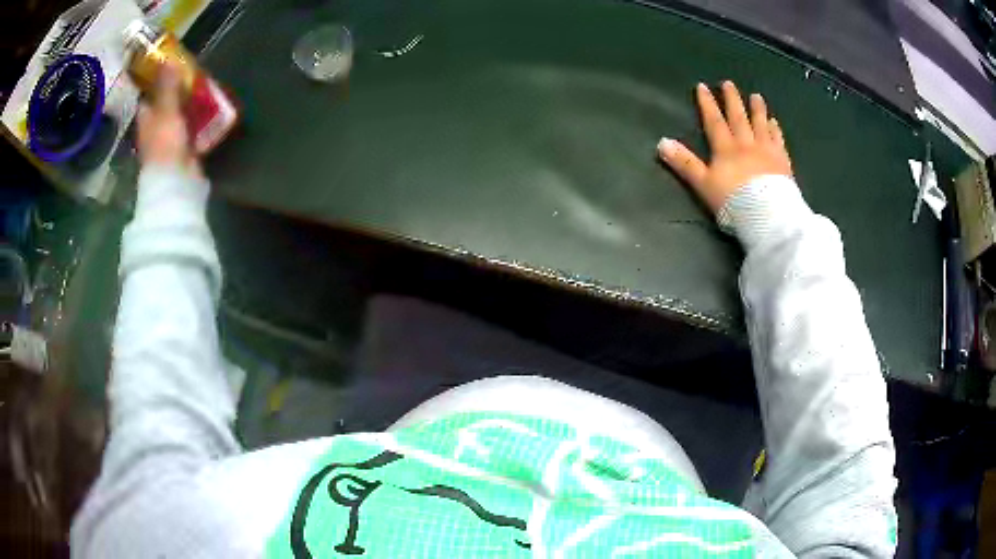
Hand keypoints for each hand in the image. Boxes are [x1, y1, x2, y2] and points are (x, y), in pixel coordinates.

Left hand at [136, 66, 200, 175]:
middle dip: (177, 92)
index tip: (170, 68)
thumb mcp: (166, 110)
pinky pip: (193, 130)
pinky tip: (211, 111)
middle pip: (165, 106)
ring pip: (179, 117)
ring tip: (205, 89)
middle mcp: (155, 129)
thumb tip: (168, 60)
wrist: (176, 179)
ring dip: (190, 106)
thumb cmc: (165, 143)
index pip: (148, 97)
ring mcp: (170, 141)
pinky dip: (200, 121)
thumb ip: (167, 86)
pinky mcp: (185, 150)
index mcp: (146, 120)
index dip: (156, 82)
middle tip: (193, 75)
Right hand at [658, 81, 792, 213]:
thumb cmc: (734, 202)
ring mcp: (767, 152)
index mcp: (726, 149)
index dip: (707, 103)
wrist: (767, 216)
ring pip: (761, 125)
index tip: (702, 86)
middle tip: (728, 83)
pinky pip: (779, 141)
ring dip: (757, 110)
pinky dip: (775, 130)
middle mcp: (746, 144)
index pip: (714, 121)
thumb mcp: (703, 184)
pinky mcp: (783, 163)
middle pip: (738, 118)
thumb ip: (684, 163)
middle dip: (732, 100)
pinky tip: (774, 122)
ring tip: (756, 96)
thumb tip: (661, 142)